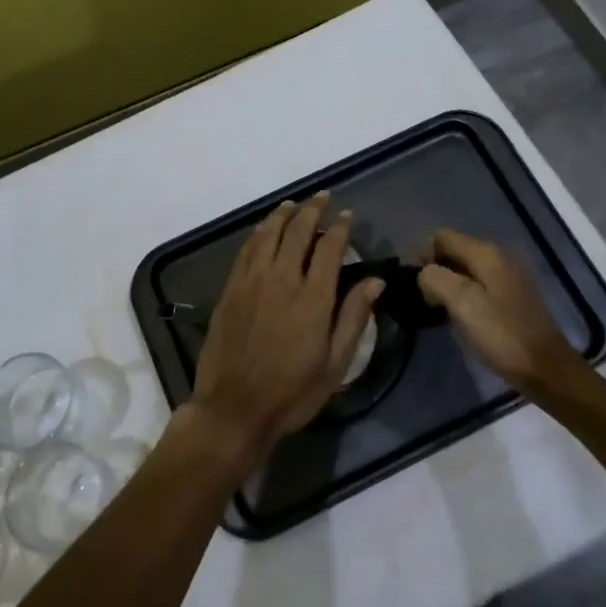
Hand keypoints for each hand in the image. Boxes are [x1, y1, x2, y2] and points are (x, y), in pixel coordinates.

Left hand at [190, 193, 382, 465]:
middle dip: (312, 210)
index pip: (329, 248)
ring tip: (293, 204)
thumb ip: (354, 317)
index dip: (340, 228)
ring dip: (283, 215)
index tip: (347, 215)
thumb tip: (375, 281)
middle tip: (322, 197)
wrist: (234, 408)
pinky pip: (246, 250)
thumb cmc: (292, 392)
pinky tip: (263, 230)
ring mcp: (251, 282)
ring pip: (268, 234)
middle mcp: (282, 279)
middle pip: (297, 232)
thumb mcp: (336, 363)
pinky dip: (258, 233)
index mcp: (313, 297)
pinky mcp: (230, 290)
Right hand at [418, 228, 582, 390]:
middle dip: (434, 268)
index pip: (442, 236)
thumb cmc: (502, 334)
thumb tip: (425, 274)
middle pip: (454, 249)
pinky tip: (460, 315)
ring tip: (437, 309)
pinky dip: (463, 293)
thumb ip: (436, 279)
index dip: (422, 254)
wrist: (546, 367)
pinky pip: (479, 283)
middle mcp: (499, 256)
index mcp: (487, 253)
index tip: (412, 283)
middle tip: (423, 299)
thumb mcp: (463, 304)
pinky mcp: (512, 295)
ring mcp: (508, 275)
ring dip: (448, 282)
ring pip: (465, 268)